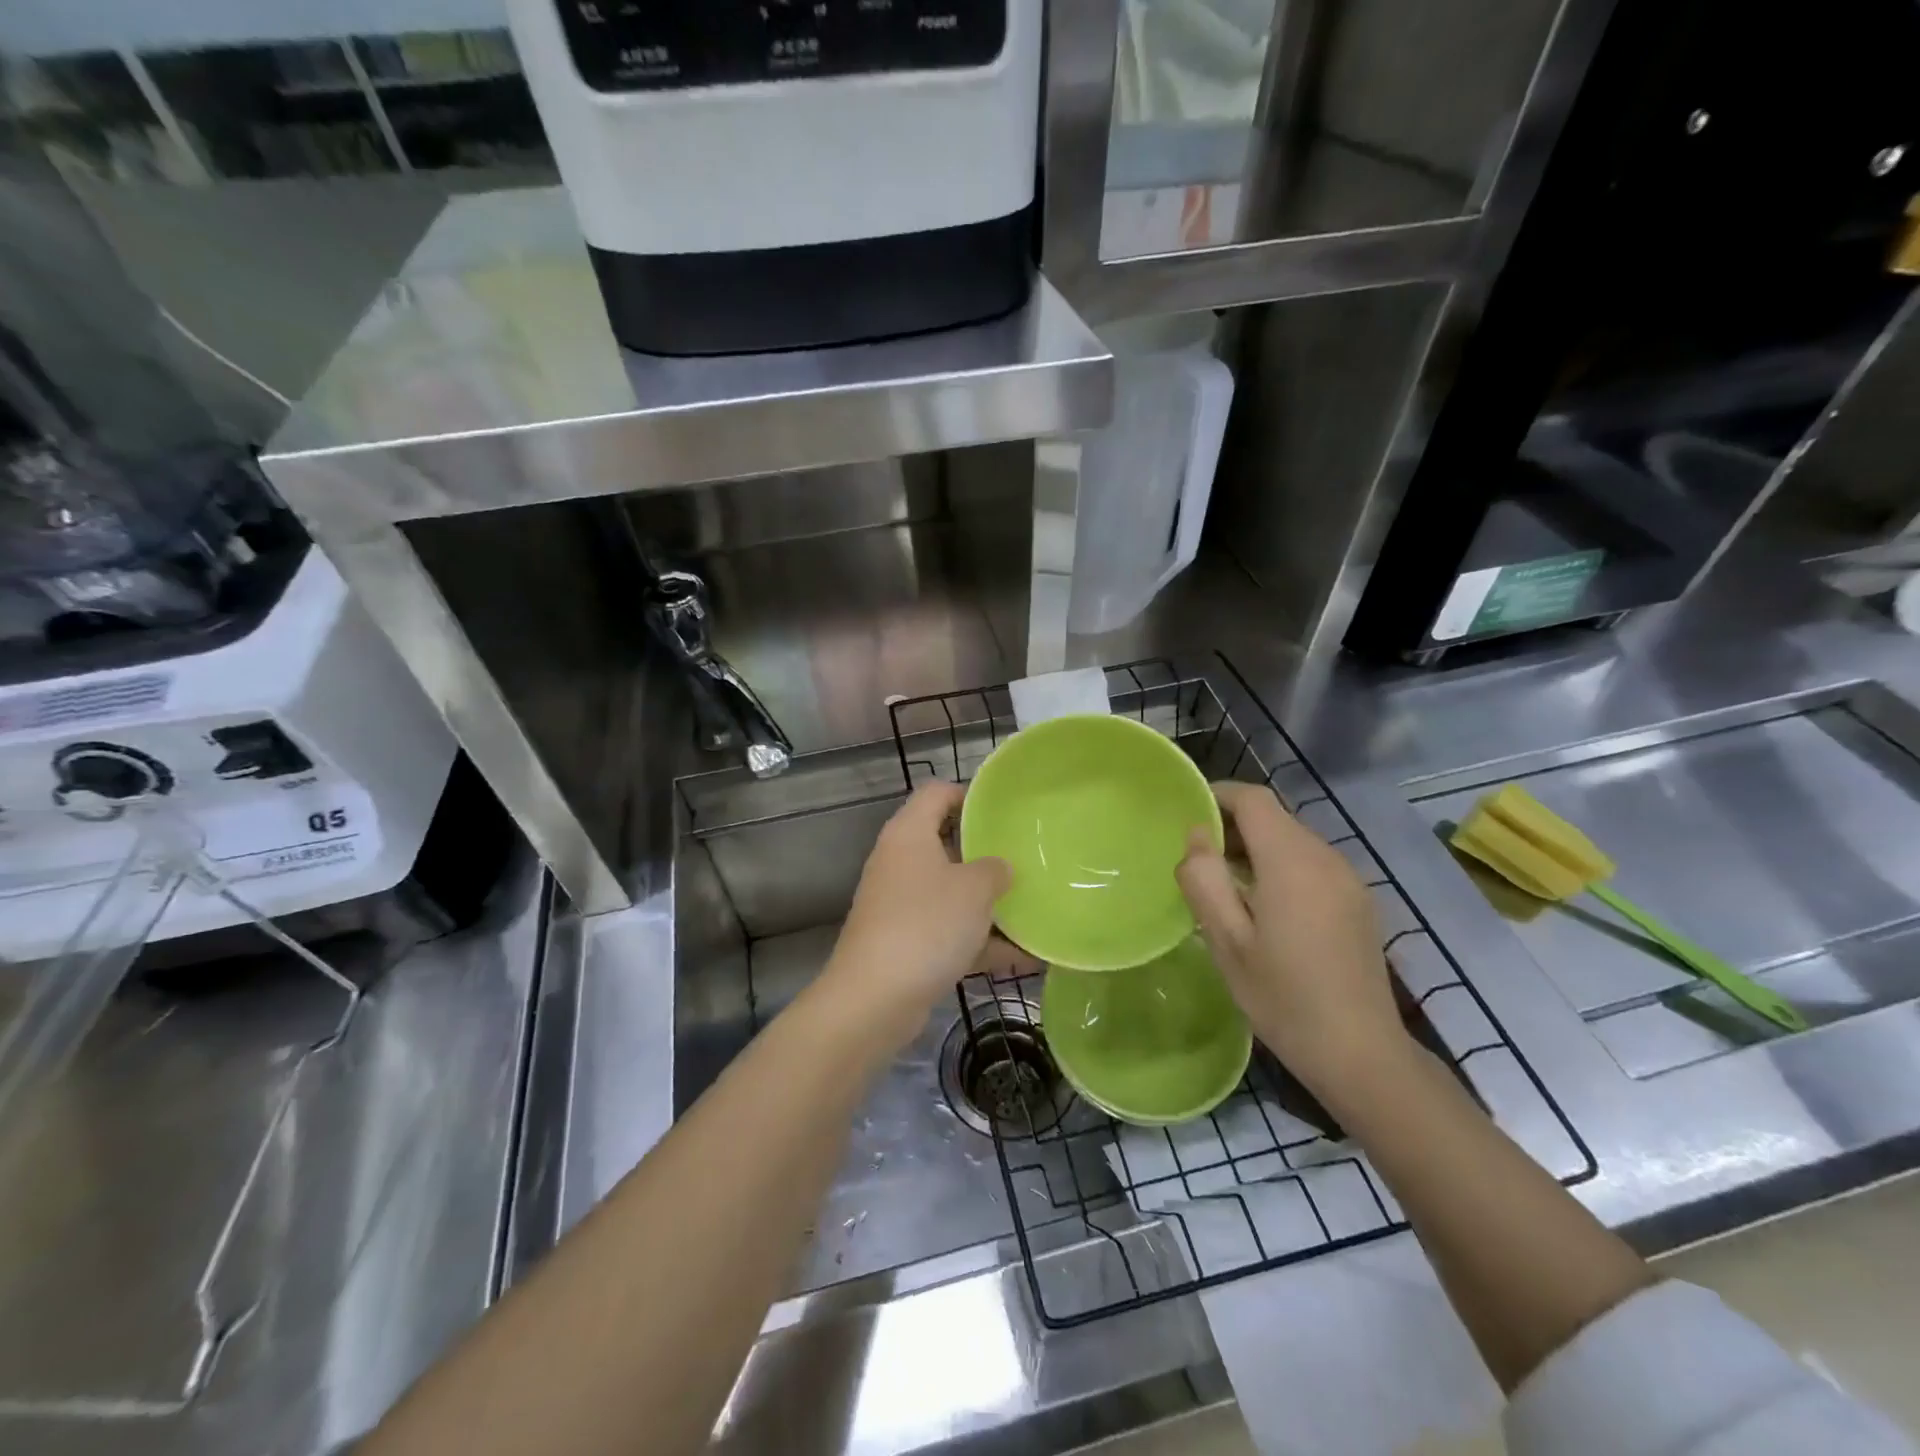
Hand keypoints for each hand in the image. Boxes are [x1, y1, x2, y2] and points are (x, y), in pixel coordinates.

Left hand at [824, 783, 1011, 1046]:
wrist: (874, 998)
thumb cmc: (926, 924)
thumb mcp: (974, 889)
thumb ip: (995, 870)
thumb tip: (998, 869)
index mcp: (909, 833)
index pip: (937, 793)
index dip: (970, 794)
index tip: (1005, 811)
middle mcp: (900, 862)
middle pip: (945, 842)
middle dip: (986, 853)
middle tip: (1025, 858)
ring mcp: (900, 904)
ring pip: (950, 891)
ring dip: (987, 903)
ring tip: (1033, 907)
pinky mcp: (905, 943)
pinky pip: (949, 931)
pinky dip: (980, 941)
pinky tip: (1024, 957)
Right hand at [1176, 781, 1410, 1096]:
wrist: (1362, 1054)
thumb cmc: (1283, 998)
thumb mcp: (1227, 941)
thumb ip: (1205, 879)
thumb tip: (1196, 835)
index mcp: (1292, 862)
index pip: (1253, 800)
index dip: (1217, 796)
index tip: (1186, 815)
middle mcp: (1326, 858)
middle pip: (1275, 817)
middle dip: (1233, 825)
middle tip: (1197, 859)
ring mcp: (1349, 880)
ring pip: (1293, 840)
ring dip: (1256, 847)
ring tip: (1225, 885)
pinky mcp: (1359, 901)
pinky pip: (1312, 863)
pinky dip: (1281, 866)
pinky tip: (1265, 907)